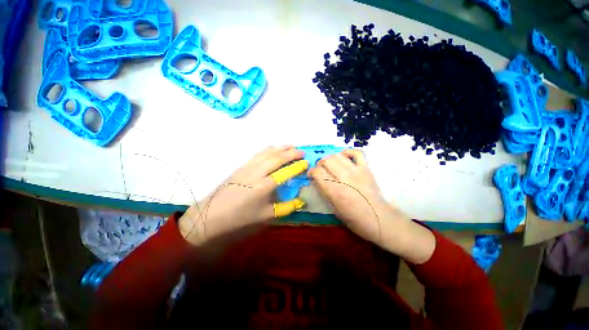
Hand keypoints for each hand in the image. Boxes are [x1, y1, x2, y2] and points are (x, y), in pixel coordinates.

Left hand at [178, 146, 308, 245]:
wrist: (212, 215)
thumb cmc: (240, 218)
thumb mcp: (265, 216)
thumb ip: (285, 207)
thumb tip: (300, 201)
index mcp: (264, 186)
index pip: (285, 172)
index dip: (297, 166)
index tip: (306, 162)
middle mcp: (257, 172)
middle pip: (277, 158)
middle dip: (291, 153)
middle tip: (302, 151)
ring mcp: (248, 167)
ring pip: (267, 152)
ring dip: (280, 148)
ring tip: (291, 146)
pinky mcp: (241, 166)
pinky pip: (258, 154)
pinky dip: (269, 149)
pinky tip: (273, 149)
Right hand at [309, 150, 434, 263]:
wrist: (380, 219)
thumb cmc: (355, 219)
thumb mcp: (334, 209)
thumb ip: (324, 191)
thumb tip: (316, 179)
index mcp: (335, 191)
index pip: (317, 172)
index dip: (312, 172)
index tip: (312, 176)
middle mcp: (345, 178)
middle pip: (326, 160)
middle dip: (320, 164)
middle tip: (321, 171)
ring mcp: (357, 172)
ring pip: (337, 155)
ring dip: (331, 159)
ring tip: (331, 166)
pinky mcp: (367, 169)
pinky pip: (356, 153)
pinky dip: (347, 153)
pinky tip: (344, 158)